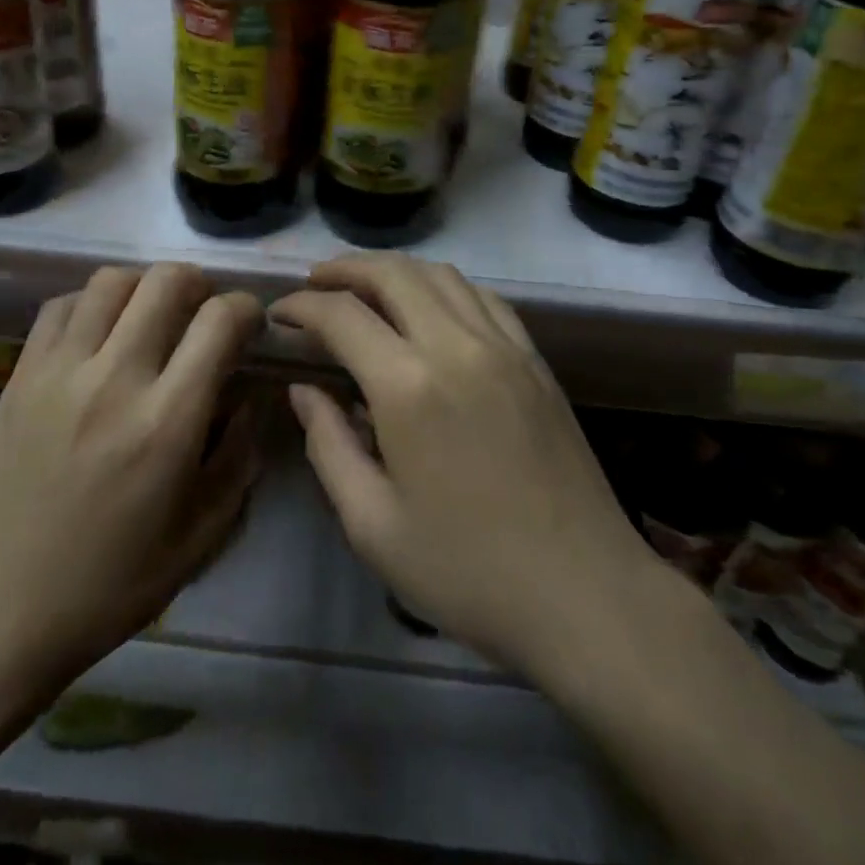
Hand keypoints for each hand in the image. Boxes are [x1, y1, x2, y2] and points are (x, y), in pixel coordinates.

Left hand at [0, 264, 262, 780]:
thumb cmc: (109, 585)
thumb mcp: (200, 536)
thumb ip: (238, 457)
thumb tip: (248, 396)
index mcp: (166, 422)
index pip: (219, 321)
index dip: (246, 308)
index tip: (250, 324)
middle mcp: (114, 379)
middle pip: (166, 281)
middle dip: (199, 284)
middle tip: (204, 313)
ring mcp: (59, 371)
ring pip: (112, 281)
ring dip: (145, 287)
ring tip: (151, 318)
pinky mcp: (19, 375)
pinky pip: (61, 305)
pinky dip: (92, 303)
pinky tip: (100, 334)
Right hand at [273, 255, 665, 684]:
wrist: (586, 595)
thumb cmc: (468, 572)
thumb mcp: (373, 525)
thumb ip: (328, 446)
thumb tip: (304, 390)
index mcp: (408, 386)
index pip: (342, 315)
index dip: (302, 307)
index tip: (278, 314)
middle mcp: (456, 346)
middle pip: (392, 273)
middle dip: (344, 269)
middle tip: (313, 285)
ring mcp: (503, 346)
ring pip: (440, 274)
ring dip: (394, 271)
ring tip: (364, 288)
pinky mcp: (535, 360)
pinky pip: (483, 297)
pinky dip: (445, 286)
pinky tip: (431, 308)